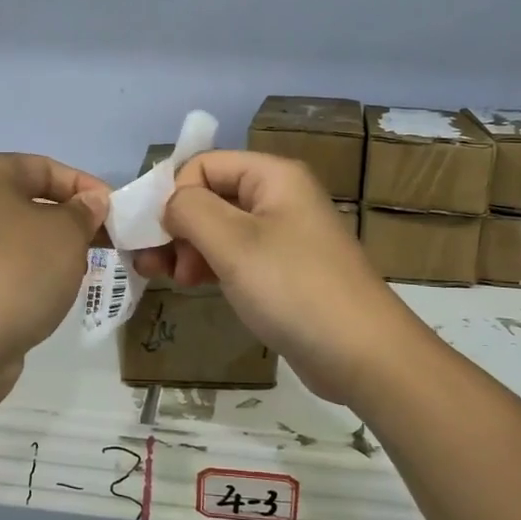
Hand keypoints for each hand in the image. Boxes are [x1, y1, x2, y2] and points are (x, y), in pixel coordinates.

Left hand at [0, 154, 108, 400]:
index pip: (47, 168)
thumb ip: (84, 211)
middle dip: (73, 223)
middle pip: (34, 204)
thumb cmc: (17, 270)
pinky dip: (34, 280)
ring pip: (23, 241)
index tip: (117, 214)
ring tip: (82, 273)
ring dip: (56, 254)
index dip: (86, 187)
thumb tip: (90, 202)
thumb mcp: (66, 232)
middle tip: (107, 244)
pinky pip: (9, 272)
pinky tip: (52, 298)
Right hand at [132, 151, 426, 406]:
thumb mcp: (233, 243)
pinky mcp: (283, 271)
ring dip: (188, 248)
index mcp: (273, 176)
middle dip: (178, 226)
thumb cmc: (293, 288)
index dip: (175, 194)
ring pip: (219, 228)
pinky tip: (194, 285)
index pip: (204, 165)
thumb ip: (189, 210)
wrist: (362, 354)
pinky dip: (210, 265)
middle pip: (210, 195)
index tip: (160, 237)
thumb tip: (170, 205)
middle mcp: (278, 197)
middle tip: (158, 265)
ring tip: (170, 279)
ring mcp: (282, 235)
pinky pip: (236, 255)